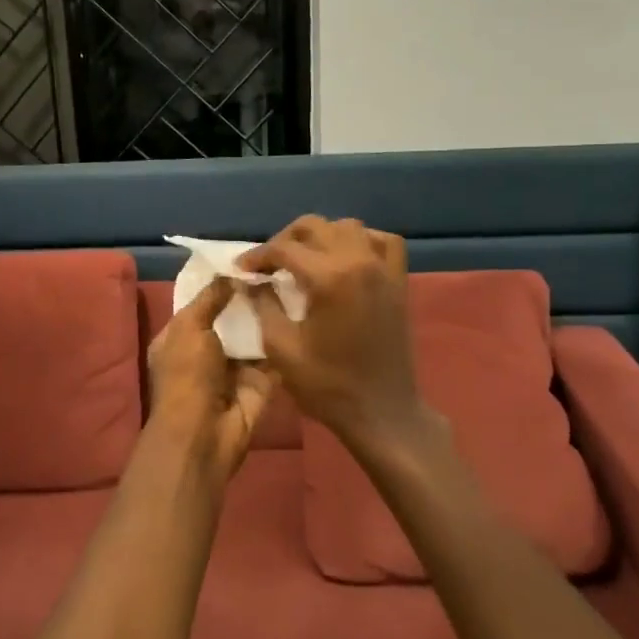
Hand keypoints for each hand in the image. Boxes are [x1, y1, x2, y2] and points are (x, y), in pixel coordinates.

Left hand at [145, 278, 279, 478]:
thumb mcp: (190, 327)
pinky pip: (275, 354)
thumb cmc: (187, 375)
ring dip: (270, 314)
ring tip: (295, 281)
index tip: (247, 259)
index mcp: (181, 337)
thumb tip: (231, 274)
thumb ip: (210, 298)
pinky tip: (304, 309)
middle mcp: (208, 350)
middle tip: (278, 267)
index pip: (202, 302)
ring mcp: (236, 367)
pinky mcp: (262, 381)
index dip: (221, 283)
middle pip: (232, 317)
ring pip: (255, 334)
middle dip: (250, 297)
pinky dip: (286, 337)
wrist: (205, 433)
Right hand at [238, 216, 430, 454]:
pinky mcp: (398, 282)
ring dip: (321, 236)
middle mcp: (359, 261)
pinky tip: (346, 257)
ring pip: (348, 227)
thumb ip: (264, 305)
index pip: (284, 249)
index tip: (241, 270)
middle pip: (315, 226)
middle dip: (285, 240)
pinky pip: (383, 242)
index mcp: (329, 277)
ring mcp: (383, 269)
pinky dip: (362, 240)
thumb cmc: (327, 385)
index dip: (258, 256)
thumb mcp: (282, 348)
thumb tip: (252, 282)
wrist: (381, 412)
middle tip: (268, 264)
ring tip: (303, 259)